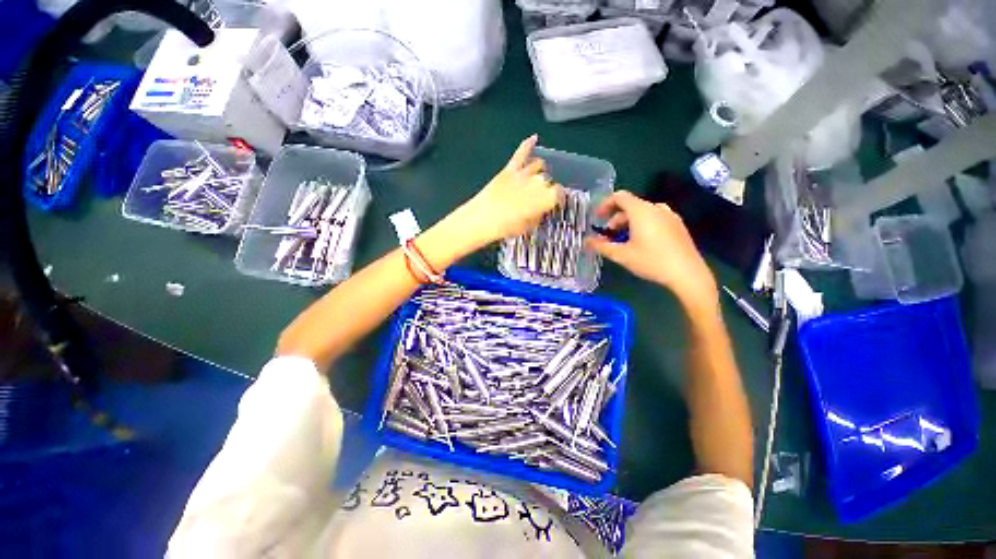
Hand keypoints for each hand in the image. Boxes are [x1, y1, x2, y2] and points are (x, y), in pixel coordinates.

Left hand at [455, 135, 562, 247]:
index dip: (558, 198)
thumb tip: (541, 210)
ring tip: (535, 180)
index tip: (555, 203)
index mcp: (543, 198)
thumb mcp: (527, 226)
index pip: (558, 193)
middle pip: (547, 180)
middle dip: (546, 189)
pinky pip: (521, 153)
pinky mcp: (509, 169)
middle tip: (540, 199)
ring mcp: (522, 173)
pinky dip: (527, 145)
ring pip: (538, 165)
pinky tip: (533, 138)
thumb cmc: (506, 227)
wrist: (481, 219)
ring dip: (538, 172)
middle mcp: (536, 182)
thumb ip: (538, 215)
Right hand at [586, 191, 717, 311]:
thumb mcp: (622, 255)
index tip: (597, 218)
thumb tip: (586, 241)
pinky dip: (642, 225)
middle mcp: (656, 208)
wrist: (687, 273)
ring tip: (624, 241)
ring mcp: (670, 216)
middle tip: (609, 235)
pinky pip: (655, 218)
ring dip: (628, 223)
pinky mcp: (678, 225)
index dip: (605, 204)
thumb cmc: (651, 261)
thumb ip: (601, 246)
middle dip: (616, 219)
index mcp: (641, 211)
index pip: (619, 196)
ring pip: (643, 213)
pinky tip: (642, 243)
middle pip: (630, 206)